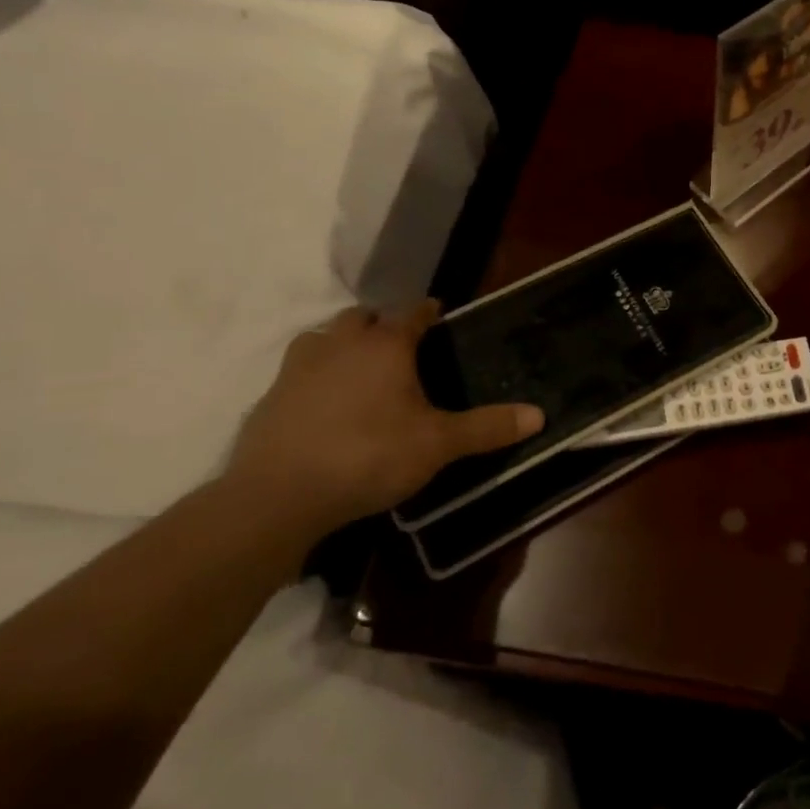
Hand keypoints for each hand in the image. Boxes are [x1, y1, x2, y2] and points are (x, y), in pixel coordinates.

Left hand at [227, 301, 543, 538]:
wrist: (278, 497)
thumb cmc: (369, 456)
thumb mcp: (438, 445)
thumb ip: (487, 428)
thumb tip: (540, 415)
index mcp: (386, 346)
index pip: (412, 313)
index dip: (428, 312)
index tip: (439, 315)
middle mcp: (341, 344)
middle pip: (362, 318)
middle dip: (382, 325)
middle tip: (401, 349)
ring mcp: (299, 368)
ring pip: (323, 338)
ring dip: (342, 345)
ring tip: (359, 371)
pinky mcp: (269, 397)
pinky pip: (298, 372)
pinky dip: (314, 378)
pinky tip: (323, 406)